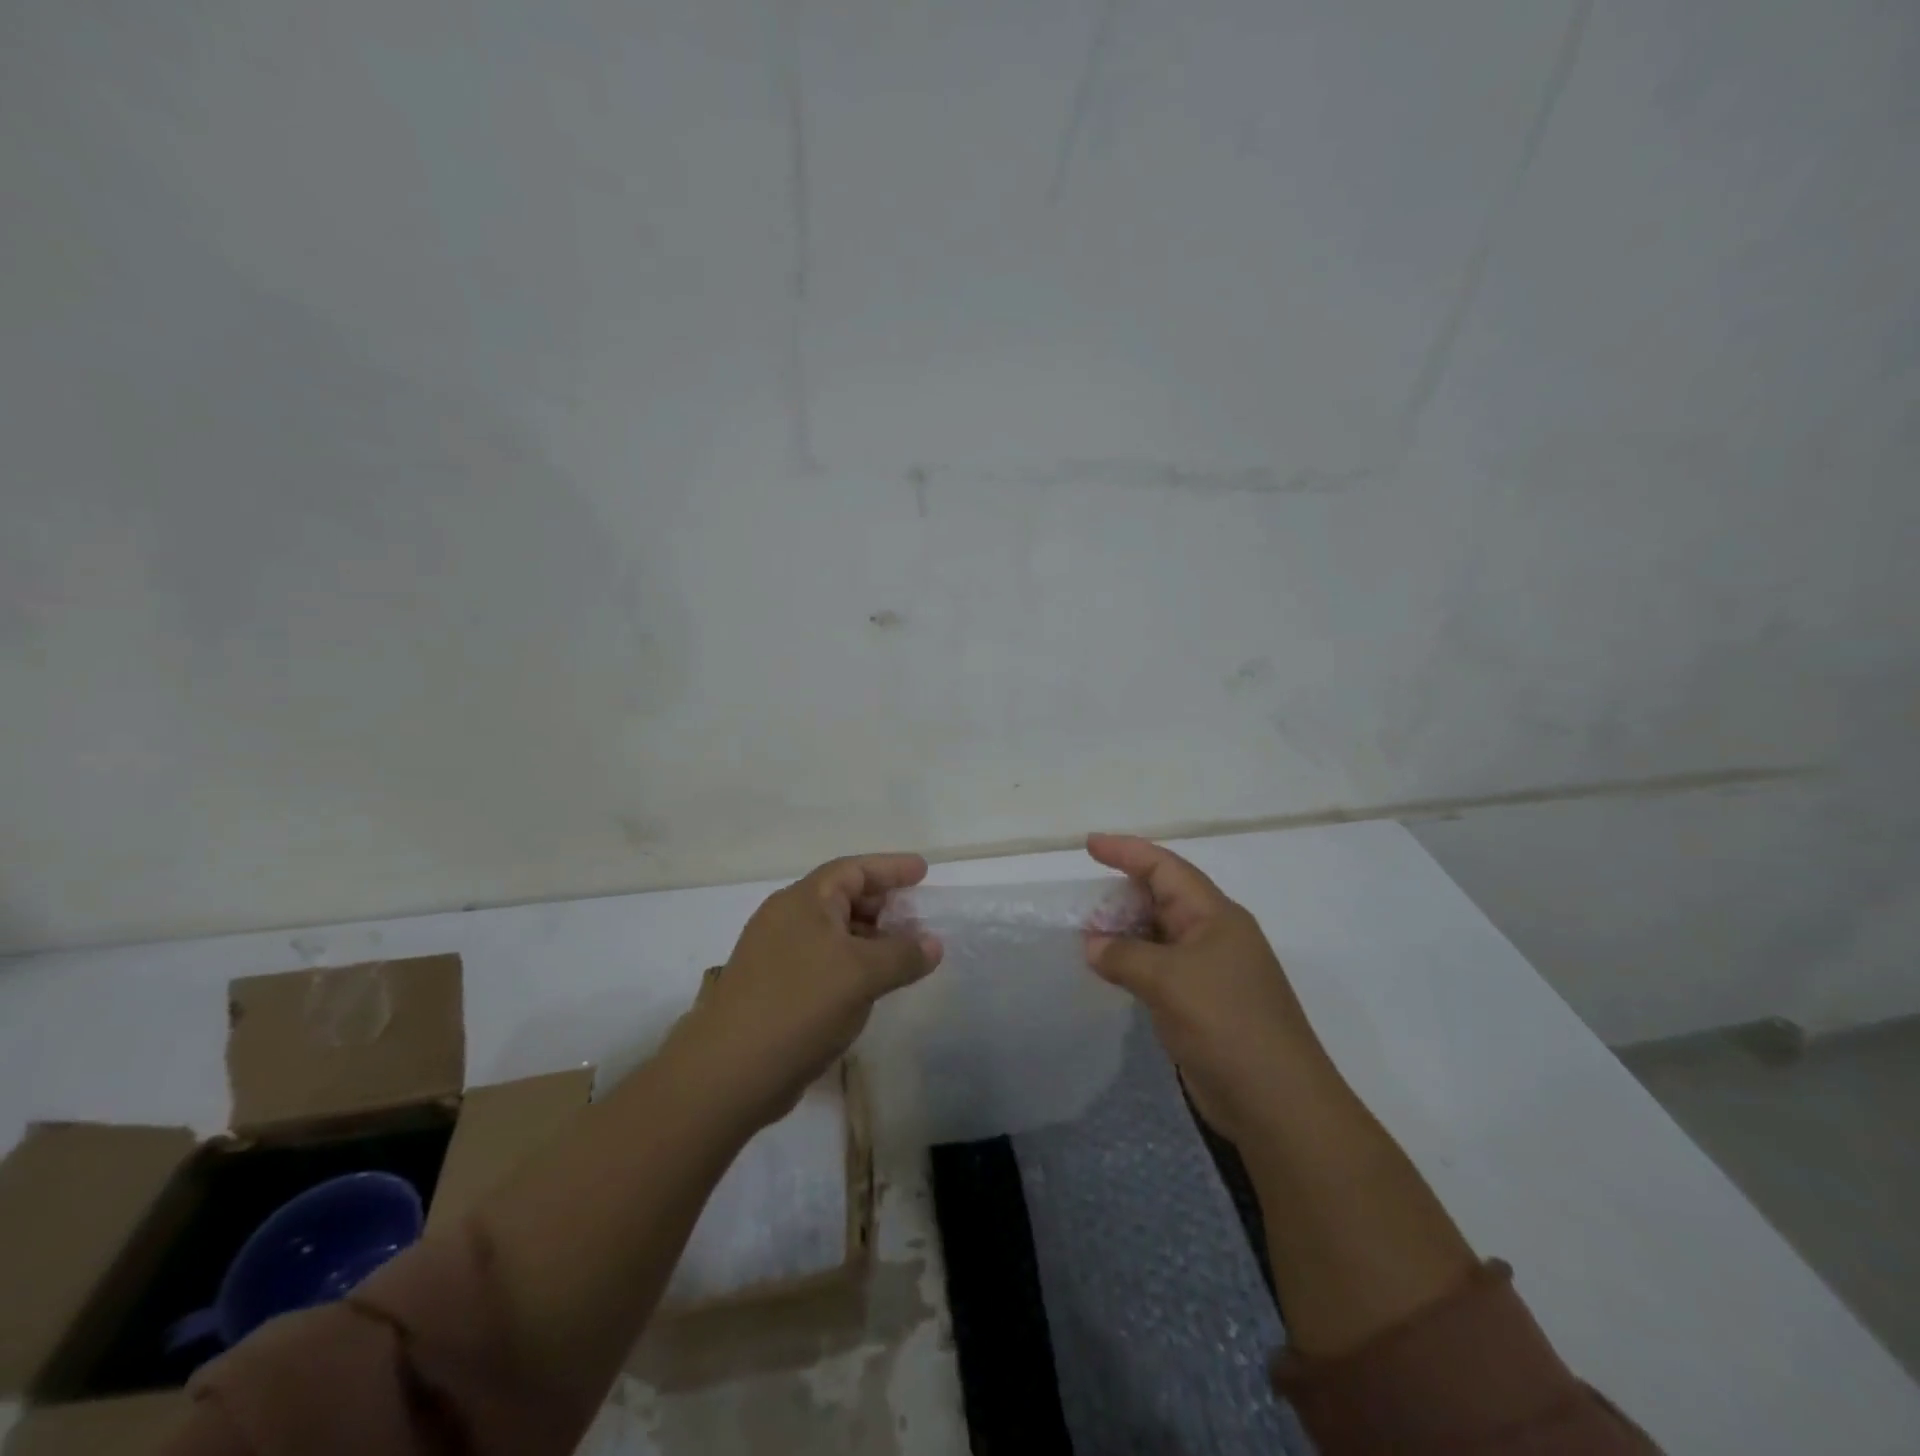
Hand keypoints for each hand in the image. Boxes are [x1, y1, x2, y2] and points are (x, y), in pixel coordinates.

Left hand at [675, 853, 943, 1128]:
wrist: (729, 1073)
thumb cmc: (800, 1005)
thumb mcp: (862, 974)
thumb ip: (903, 954)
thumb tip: (933, 943)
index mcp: (803, 901)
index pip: (853, 869)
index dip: (890, 868)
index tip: (923, 871)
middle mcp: (786, 919)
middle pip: (842, 897)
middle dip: (882, 903)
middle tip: (917, 914)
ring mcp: (777, 955)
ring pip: (833, 933)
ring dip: (870, 938)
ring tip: (904, 952)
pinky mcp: (775, 989)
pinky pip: (824, 962)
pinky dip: (853, 964)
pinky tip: (872, 985)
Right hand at [1084, 833, 1329, 1144]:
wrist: (1277, 1103)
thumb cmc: (1226, 1023)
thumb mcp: (1168, 980)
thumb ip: (1124, 955)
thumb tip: (1093, 944)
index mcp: (1215, 915)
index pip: (1166, 868)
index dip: (1127, 851)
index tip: (1089, 845)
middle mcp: (1214, 935)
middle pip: (1163, 898)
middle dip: (1123, 894)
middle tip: (1083, 904)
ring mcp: (1210, 972)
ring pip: (1159, 935)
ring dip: (1125, 932)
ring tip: (1087, 937)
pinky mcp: (1202, 1004)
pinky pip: (1160, 968)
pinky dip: (1133, 963)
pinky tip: (1111, 971)